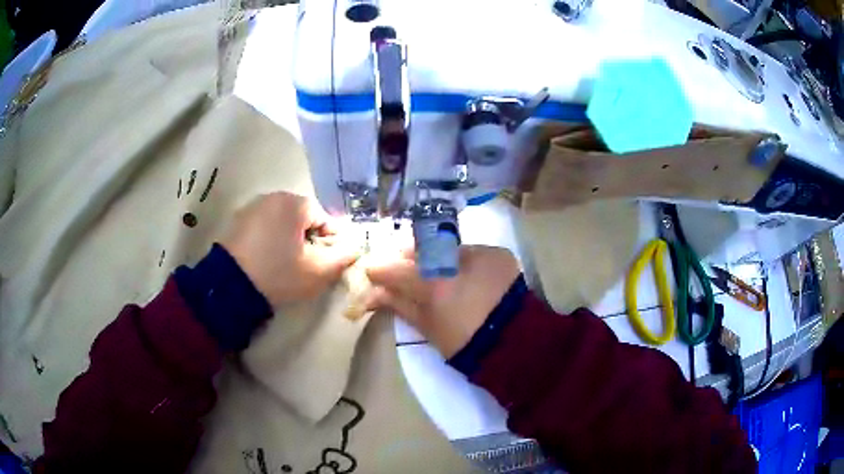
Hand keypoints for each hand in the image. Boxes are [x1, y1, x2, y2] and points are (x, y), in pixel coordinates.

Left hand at [221, 192, 358, 306]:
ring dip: (290, 239)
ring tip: (288, 264)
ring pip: (283, 222)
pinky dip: (271, 239)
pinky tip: (268, 260)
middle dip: (310, 239)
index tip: (329, 262)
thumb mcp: (318, 271)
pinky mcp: (238, 221)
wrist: (230, 287)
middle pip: (303, 218)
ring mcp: (252, 208)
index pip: (324, 217)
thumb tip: (355, 248)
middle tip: (308, 265)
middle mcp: (273, 197)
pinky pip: (264, 227)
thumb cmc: (279, 274)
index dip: (331, 241)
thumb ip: (343, 257)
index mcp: (294, 203)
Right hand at [366, 245, 519, 357]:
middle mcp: (455, 262)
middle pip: (420, 250)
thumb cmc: (466, 343)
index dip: (381, 270)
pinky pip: (471, 251)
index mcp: (434, 286)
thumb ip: (400, 305)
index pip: (396, 269)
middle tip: (402, 266)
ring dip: (436, 257)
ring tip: (436, 271)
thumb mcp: (428, 328)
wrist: (515, 343)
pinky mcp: (498, 253)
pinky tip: (464, 274)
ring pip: (446, 248)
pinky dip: (462, 261)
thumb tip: (375, 293)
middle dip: (407, 257)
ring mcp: (480, 253)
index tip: (373, 271)